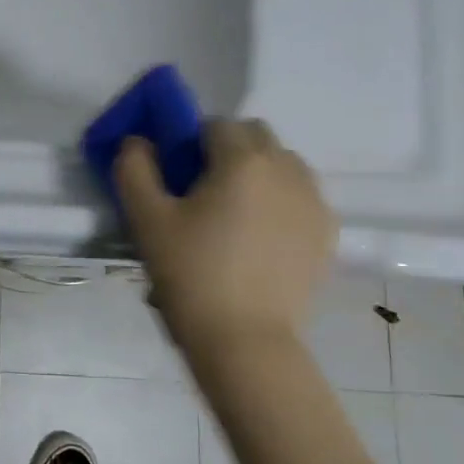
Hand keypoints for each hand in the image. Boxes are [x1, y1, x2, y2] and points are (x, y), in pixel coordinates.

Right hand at [115, 119, 336, 355]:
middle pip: (254, 136)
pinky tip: (260, 239)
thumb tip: (138, 141)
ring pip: (282, 164)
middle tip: (202, 194)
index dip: (191, 143)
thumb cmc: (190, 274)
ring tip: (234, 217)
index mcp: (243, 159)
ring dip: (257, 173)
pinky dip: (280, 202)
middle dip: (228, 151)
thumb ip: (134, 169)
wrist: (244, 340)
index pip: (214, 124)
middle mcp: (287, 169)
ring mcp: (314, 201)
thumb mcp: (146, 219)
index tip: (177, 177)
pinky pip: (301, 197)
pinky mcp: (328, 232)